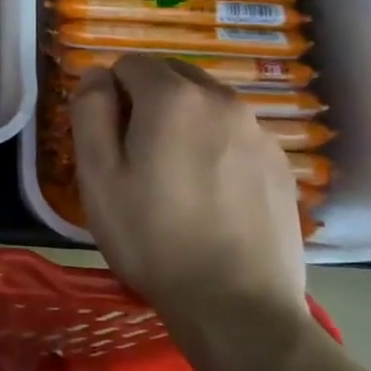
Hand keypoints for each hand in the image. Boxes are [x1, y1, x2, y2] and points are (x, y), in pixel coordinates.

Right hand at [70, 55, 306, 326]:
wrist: (237, 306)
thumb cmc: (153, 238)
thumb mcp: (98, 175)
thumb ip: (90, 111)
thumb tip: (97, 75)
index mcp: (173, 98)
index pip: (130, 63)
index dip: (111, 94)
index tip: (109, 138)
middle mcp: (222, 100)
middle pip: (173, 76)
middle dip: (149, 99)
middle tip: (138, 155)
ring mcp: (259, 132)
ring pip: (207, 104)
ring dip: (184, 121)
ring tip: (176, 177)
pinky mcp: (281, 164)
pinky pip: (236, 134)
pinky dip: (216, 146)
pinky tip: (211, 194)